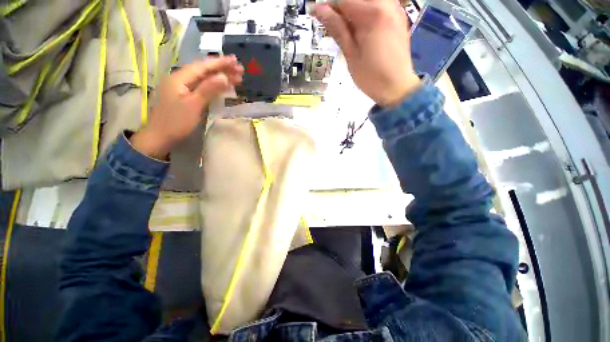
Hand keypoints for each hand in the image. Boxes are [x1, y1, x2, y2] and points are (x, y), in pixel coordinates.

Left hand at [131, 57, 243, 159]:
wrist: (160, 138)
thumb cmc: (176, 122)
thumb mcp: (193, 105)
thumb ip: (208, 89)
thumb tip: (224, 77)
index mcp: (180, 78)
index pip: (203, 66)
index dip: (220, 63)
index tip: (236, 61)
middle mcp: (180, 79)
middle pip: (204, 71)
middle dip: (222, 69)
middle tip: (240, 70)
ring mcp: (182, 88)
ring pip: (204, 79)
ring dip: (220, 77)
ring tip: (237, 78)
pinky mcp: (186, 97)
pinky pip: (202, 87)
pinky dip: (214, 86)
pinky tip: (223, 86)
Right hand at [312, 0, 420, 106]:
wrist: (397, 87)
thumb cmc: (371, 76)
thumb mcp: (351, 54)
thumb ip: (337, 28)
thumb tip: (319, 9)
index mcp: (373, 13)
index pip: (344, 0)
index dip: (328, 6)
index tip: (316, 14)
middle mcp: (387, 3)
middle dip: (341, 7)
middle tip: (331, 22)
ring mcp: (395, 9)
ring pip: (368, 1)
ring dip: (353, 9)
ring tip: (344, 26)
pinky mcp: (398, 17)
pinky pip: (379, 5)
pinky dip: (365, 12)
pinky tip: (360, 27)